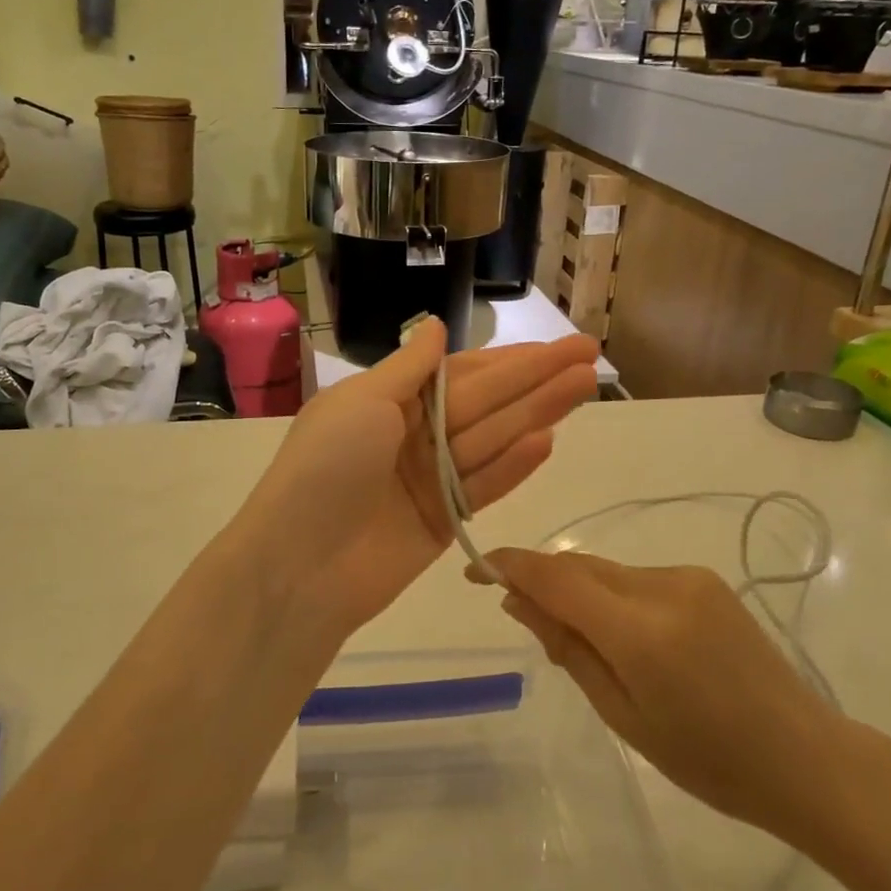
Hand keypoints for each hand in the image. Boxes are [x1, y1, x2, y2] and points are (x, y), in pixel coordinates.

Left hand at [244, 320, 599, 637]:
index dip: (512, 358)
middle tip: (591, 357)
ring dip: (539, 412)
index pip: (464, 371)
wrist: (299, 567)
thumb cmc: (326, 468)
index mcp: (392, 399)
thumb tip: (436, 324)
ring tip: (586, 387)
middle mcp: (416, 434)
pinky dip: (514, 465)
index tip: (557, 344)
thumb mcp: (363, 402)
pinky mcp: (443, 520)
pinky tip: (550, 439)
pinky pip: (484, 485)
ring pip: (494, 438)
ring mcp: (431, 479)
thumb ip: (411, 366)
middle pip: (488, 401)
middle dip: (538, 378)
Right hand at [475, 550, 849, 841]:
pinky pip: (637, 578)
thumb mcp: (622, 714)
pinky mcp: (703, 578)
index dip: (509, 565)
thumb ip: (567, 649)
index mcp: (640, 631)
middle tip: (522, 615)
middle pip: (579, 567)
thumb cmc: (707, 760)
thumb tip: (516, 601)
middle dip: (543, 581)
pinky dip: (614, 596)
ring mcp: (688, 577)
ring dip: (581, 592)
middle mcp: (662, 586)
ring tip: (587, 645)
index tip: (474, 567)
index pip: (556, 577)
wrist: (804, 756)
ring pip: (607, 572)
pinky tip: (629, 639)